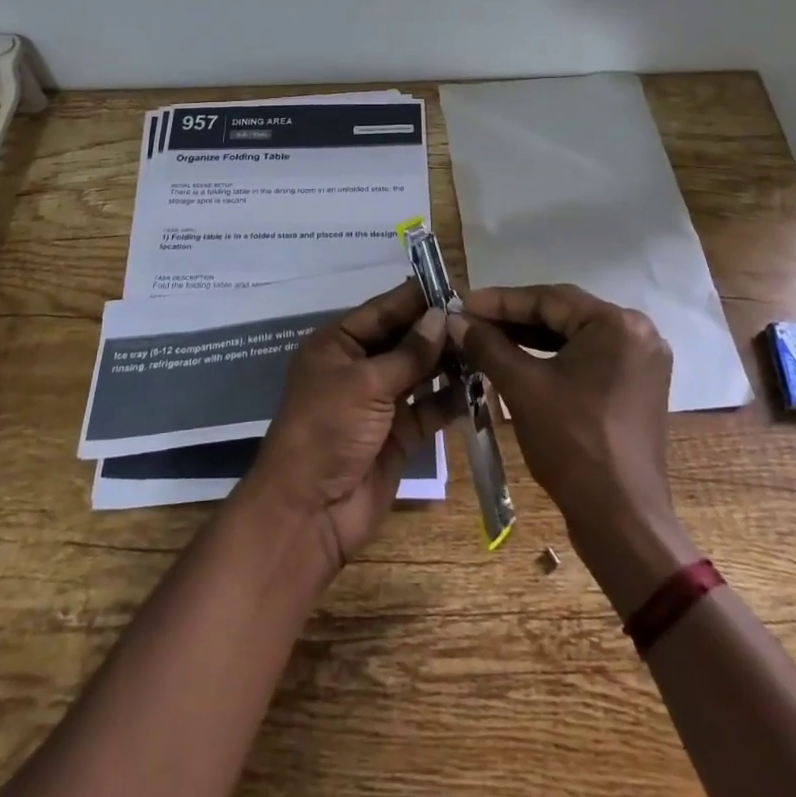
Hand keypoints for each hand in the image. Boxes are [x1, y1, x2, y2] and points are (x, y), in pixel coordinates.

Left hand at [242, 280, 460, 577]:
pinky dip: (452, 397)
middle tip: (480, 314)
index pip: (382, 310)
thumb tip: (441, 315)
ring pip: (419, 371)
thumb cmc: (327, 430)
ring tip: (486, 343)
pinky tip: (482, 383)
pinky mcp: (398, 434)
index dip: (416, 298)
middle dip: (436, 328)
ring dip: (448, 360)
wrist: (309, 512)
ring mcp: (379, 402)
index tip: (454, 284)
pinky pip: (429, 407)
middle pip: (403, 339)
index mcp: (337, 344)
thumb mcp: (365, 384)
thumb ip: (408, 353)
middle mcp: (357, 367)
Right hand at [451, 285, 700, 615]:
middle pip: (563, 314)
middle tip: (470, 320)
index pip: (549, 298)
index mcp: (618, 324)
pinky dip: (551, 358)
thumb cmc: (573, 445)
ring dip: (529, 338)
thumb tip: (455, 318)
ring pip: (573, 337)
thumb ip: (488, 345)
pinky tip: (516, 361)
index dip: (500, 301)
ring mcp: (640, 362)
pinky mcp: (635, 387)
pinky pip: (586, 359)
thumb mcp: (523, 388)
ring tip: (486, 338)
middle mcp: (638, 333)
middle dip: (513, 319)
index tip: (462, 303)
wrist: (621, 522)